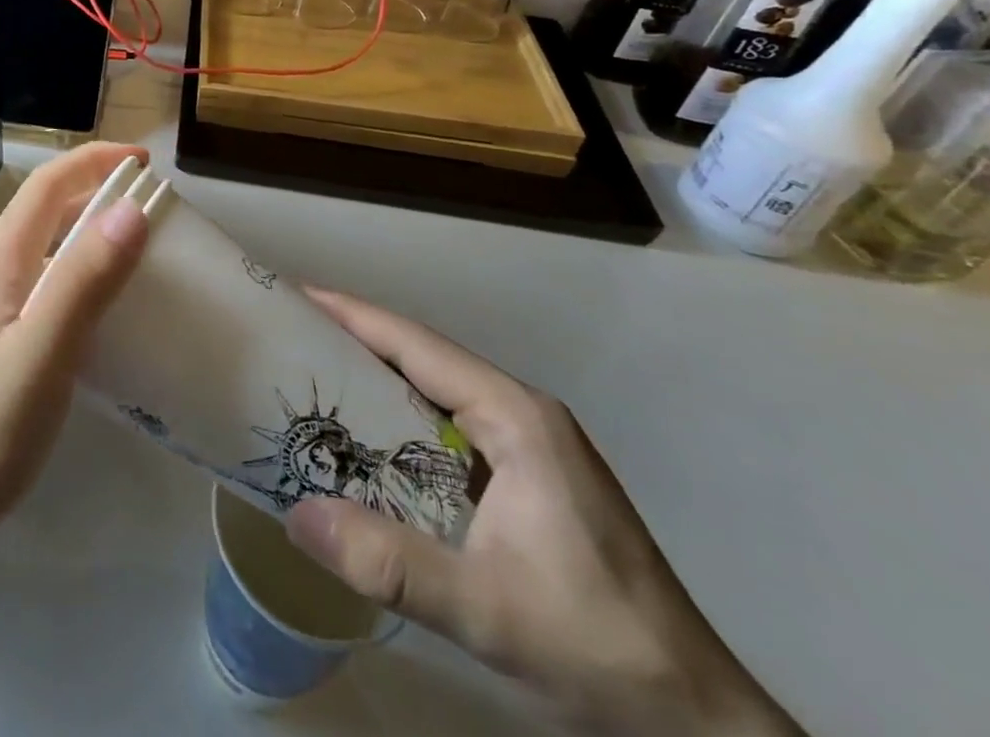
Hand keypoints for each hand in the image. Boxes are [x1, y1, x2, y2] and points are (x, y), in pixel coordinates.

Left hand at [0, 142, 149, 566]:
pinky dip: (83, 274)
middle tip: (154, 205)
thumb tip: (133, 209)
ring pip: (48, 247)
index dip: (94, 161)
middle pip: (46, 209)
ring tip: (141, 247)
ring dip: (91, 232)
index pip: (47, 185)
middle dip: (97, 191)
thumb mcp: (42, 354)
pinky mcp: (1, 339)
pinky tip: (109, 308)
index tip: (145, 162)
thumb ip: (85, 281)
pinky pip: (49, 284)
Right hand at [285, 290, 802, 736]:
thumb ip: (392, 563)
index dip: (353, 315)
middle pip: (422, 357)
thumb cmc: (598, 647)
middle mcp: (520, 414)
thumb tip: (296, 515)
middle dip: (354, 340)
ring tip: (312, 378)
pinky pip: (446, 426)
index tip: (297, 295)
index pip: (417, 344)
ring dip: (375, 379)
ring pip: (434, 391)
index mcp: (515, 416)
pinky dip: (398, 420)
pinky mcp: (526, 479)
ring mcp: (527, 446)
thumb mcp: (488, 611)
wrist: (698, 722)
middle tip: (290, 337)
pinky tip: (366, 442)